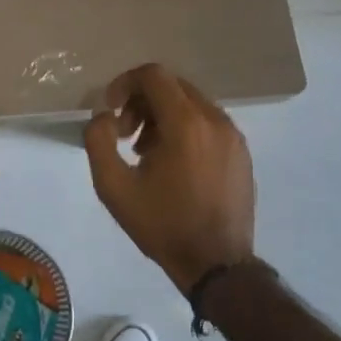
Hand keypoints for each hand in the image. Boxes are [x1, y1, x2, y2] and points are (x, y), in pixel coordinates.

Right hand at [84, 64, 255, 294]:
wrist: (217, 265)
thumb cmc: (163, 225)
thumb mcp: (113, 187)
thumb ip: (98, 141)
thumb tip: (104, 116)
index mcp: (186, 123)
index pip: (154, 75)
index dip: (125, 83)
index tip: (111, 109)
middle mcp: (215, 120)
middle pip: (173, 86)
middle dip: (142, 101)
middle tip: (124, 134)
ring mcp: (233, 135)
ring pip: (191, 103)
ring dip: (162, 115)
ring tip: (146, 151)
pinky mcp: (241, 152)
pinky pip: (208, 122)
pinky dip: (185, 128)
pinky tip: (173, 163)